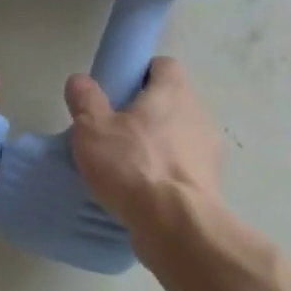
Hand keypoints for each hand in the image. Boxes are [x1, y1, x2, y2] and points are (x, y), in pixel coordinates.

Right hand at [64, 57, 222, 232]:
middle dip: (145, 114)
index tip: (117, 93)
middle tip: (113, 134)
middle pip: (170, 103)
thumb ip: (85, 101)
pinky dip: (166, 175)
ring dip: (157, 146)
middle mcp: (198, 114)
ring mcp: (209, 150)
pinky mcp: (210, 183)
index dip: (139, 74)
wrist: (176, 224)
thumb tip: (80, 80)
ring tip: (126, 169)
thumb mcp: (93, 130)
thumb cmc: (132, 166)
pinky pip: (183, 169)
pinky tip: (142, 193)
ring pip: (178, 137)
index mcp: (173, 92)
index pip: (162, 66)